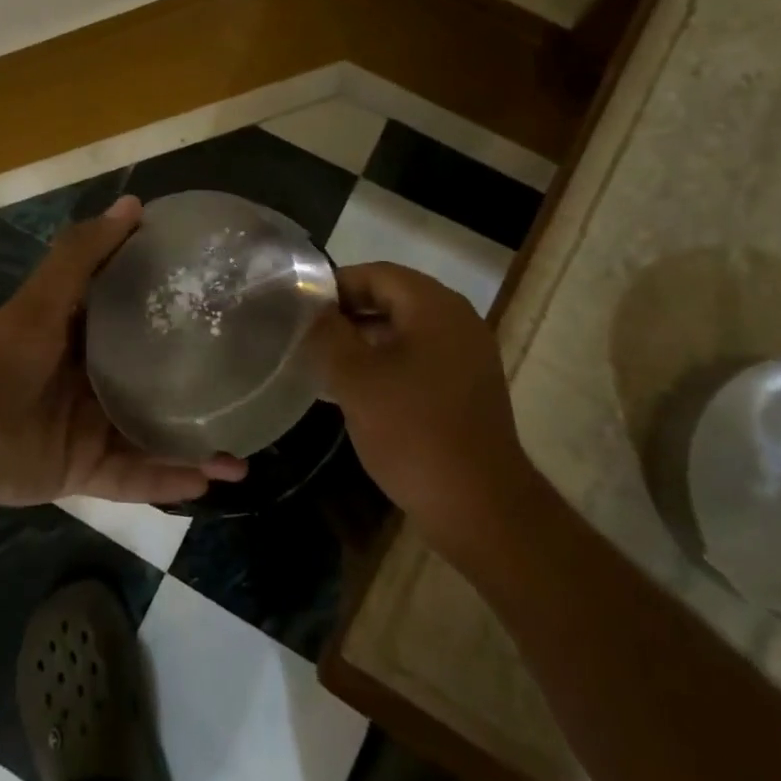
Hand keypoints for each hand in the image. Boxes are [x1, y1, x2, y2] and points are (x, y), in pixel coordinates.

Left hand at [0, 196, 246, 506]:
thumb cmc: (4, 355)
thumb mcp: (46, 297)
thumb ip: (85, 253)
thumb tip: (134, 204)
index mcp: (84, 337)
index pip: (138, 323)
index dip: (175, 319)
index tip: (220, 315)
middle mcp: (92, 381)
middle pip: (153, 385)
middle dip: (194, 390)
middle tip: (245, 390)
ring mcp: (90, 429)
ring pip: (153, 438)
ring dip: (194, 447)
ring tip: (242, 454)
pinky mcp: (84, 472)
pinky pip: (135, 478)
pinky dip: (169, 482)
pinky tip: (211, 480)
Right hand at [310, 262, 534, 525]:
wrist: (480, 507)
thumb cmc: (412, 431)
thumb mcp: (355, 378)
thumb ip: (327, 333)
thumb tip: (311, 308)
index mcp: (433, 306)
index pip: (376, 274)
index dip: (334, 285)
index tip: (300, 307)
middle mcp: (457, 320)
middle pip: (392, 298)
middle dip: (348, 312)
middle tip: (307, 333)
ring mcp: (467, 355)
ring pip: (405, 329)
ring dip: (364, 339)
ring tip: (324, 360)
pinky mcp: (468, 387)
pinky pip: (420, 357)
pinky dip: (387, 362)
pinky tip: (357, 388)